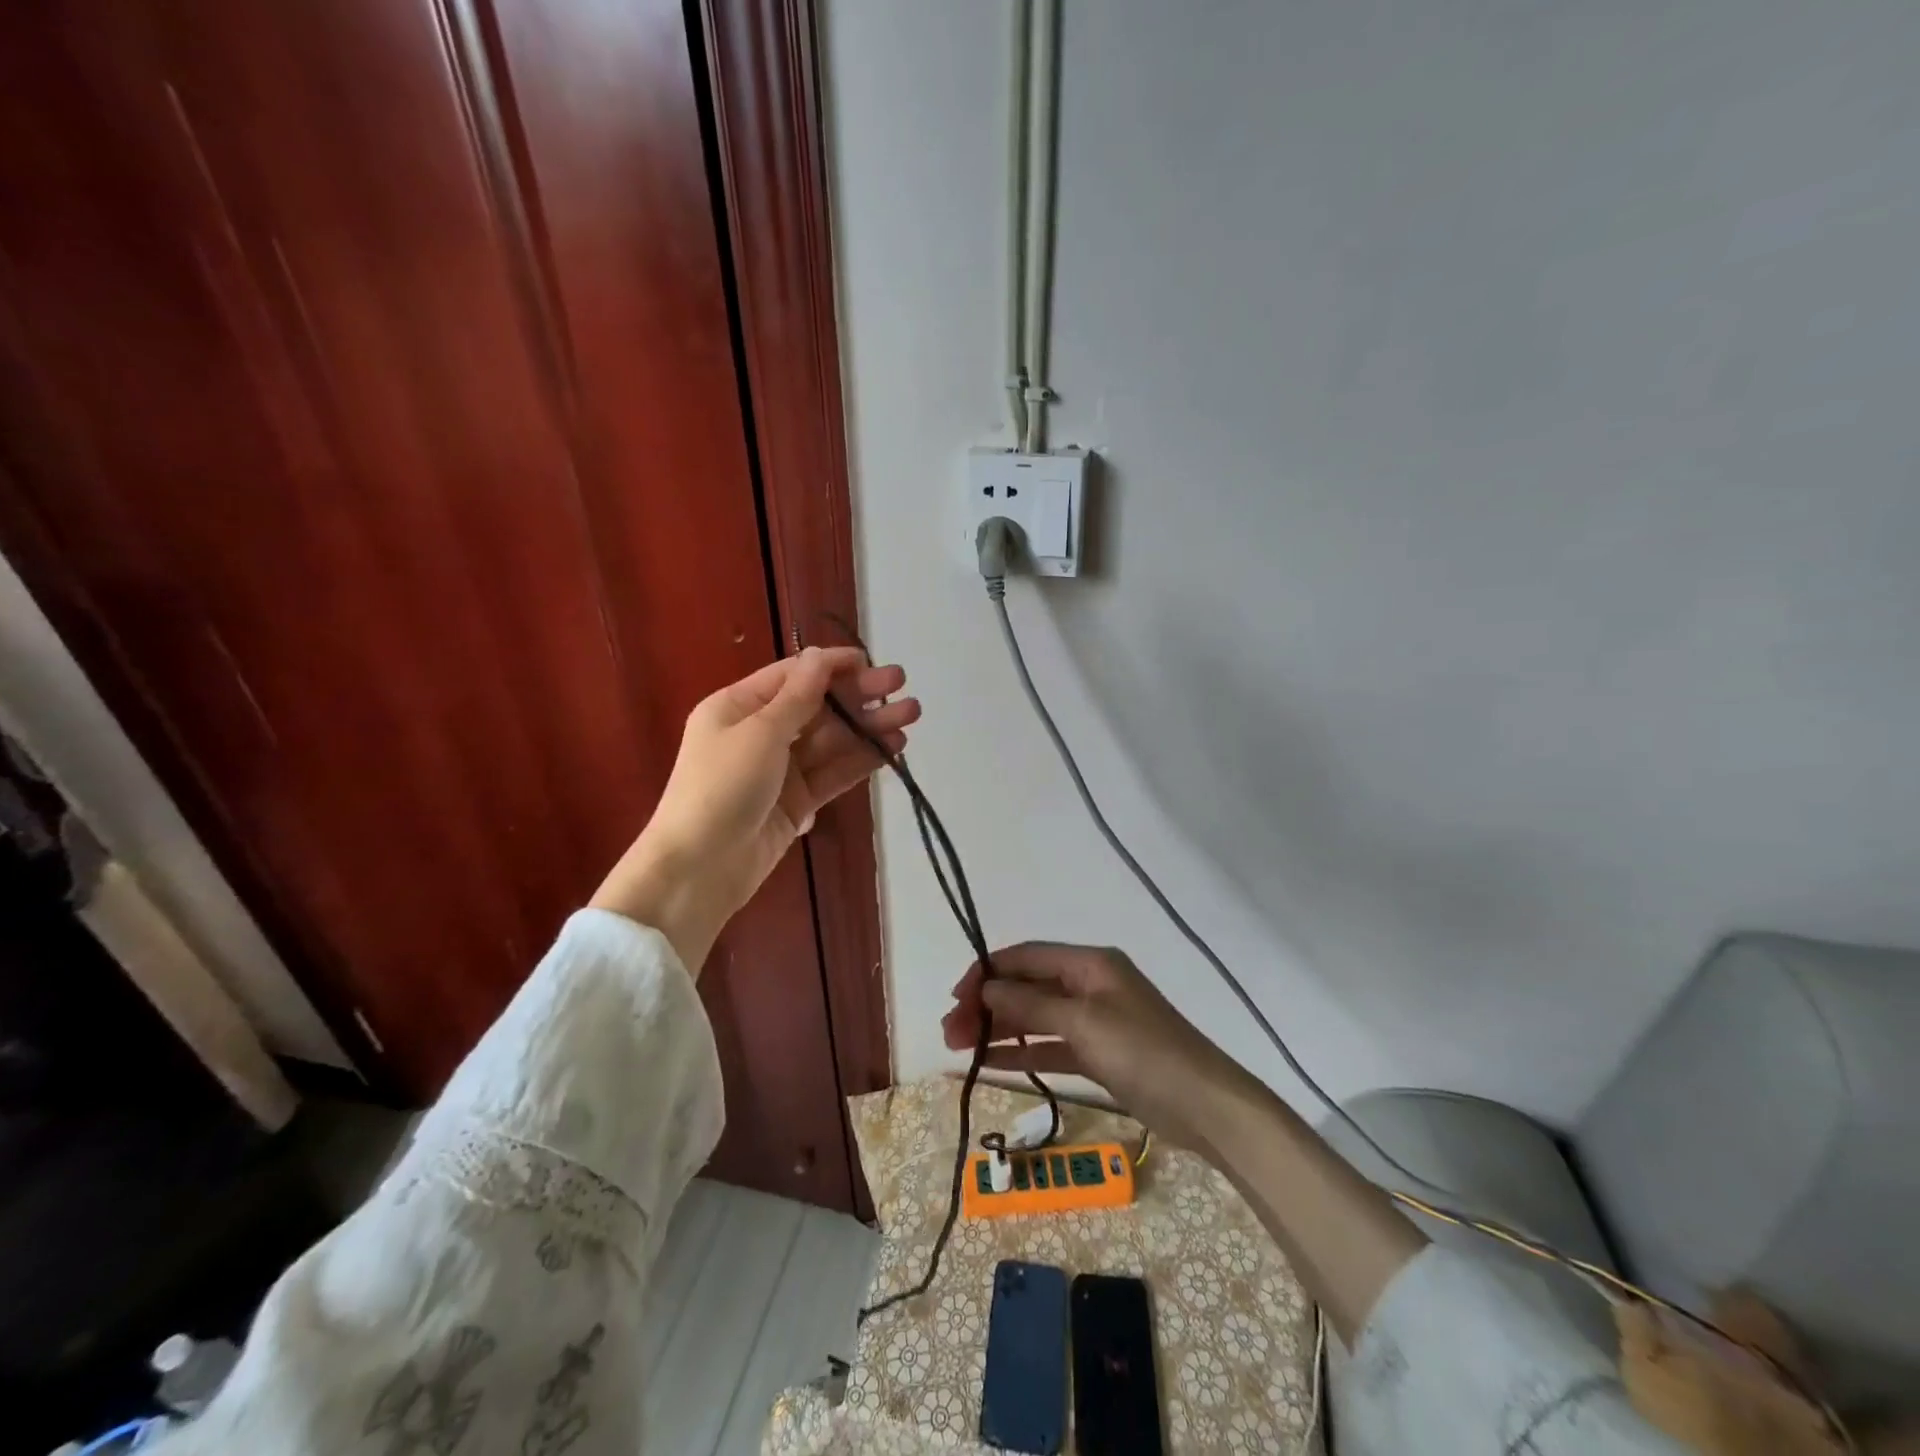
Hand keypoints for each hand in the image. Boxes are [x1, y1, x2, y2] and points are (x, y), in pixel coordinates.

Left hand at [591, 645, 918, 969]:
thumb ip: (797, 697)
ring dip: (868, 726)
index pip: (792, 675)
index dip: (831, 666)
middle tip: (901, 684)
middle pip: (817, 707)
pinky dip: (861, 759)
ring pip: (831, 740)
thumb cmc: (722, 787)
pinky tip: (892, 747)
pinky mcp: (797, 801)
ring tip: (911, 715)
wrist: (700, 869)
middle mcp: (759, 732)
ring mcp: (780, 769)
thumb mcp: (759, 733)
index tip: (869, 662)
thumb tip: (819, 656)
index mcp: (738, 707)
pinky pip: (833, 772)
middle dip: (858, 695)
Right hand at [941, 943, 1262, 1149]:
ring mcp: (1094, 1020)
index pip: (1025, 957)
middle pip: (1027, 987)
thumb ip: (1031, 1006)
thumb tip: (986, 990)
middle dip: (988, 1005)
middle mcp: (1088, 984)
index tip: (955, 998)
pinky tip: (990, 1063)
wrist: (1205, 1106)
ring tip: (958, 1048)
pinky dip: (1022, 1051)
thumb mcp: (1083, 1023)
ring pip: (1035, 1017)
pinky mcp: (1098, 1053)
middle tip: (950, 1033)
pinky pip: (1050, 1045)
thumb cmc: (1143, 1052)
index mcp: (1089, 963)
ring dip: (999, 1029)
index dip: (987, 973)